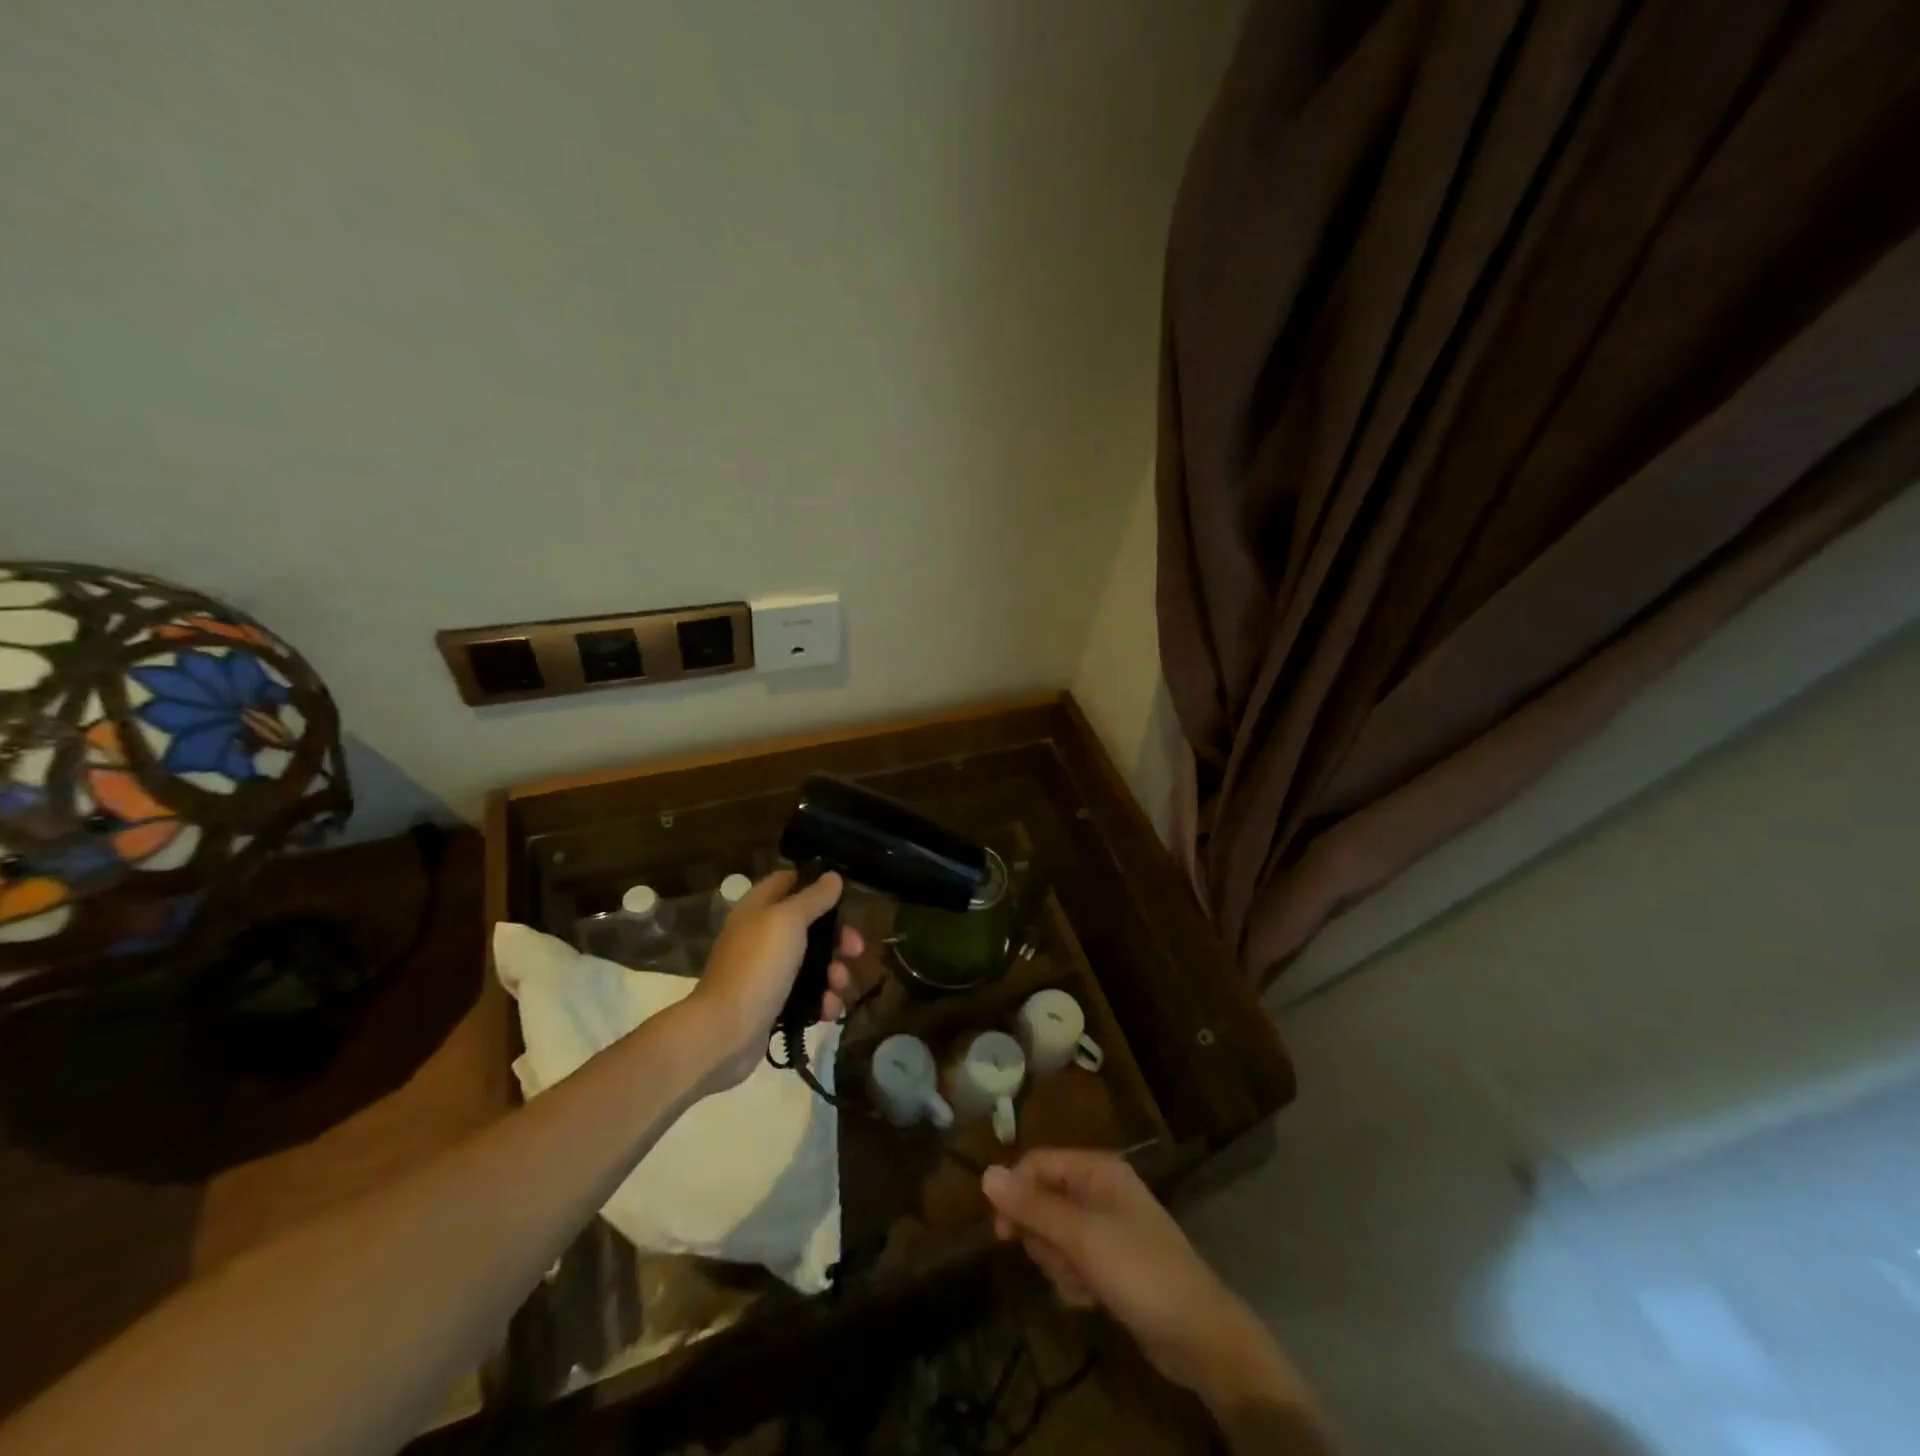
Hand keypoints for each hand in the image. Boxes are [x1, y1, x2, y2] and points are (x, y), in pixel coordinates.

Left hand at [684, 869, 859, 1092]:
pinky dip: (822, 1000)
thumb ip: (813, 898)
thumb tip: (833, 876)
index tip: (845, 895)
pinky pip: (807, 994)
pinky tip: (828, 1010)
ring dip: (834, 973)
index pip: (789, 881)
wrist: (725, 1032)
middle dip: (837, 938)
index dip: (816, 884)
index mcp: (759, 907)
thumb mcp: (788, 922)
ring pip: (813, 962)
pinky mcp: (773, 1003)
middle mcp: (762, 934)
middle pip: (810, 925)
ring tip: (839, 986)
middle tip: (856, 950)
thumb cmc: (758, 966)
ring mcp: (767, 971)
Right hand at [982, 1151, 1307, 1419]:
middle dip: (1044, 1237)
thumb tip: (985, 1173)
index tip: (1002, 1233)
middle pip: (1043, 1201)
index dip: (1015, 1192)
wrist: (1198, 1335)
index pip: (1037, 1164)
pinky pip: (1072, 1262)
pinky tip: (1092, 1299)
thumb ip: (1032, 1206)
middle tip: (1062, 1260)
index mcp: (1096, 1169)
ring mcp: (1106, 1227)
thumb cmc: (1139, 1270)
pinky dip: (1074, 1282)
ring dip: (1059, 1264)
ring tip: (1083, 1283)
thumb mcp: (1081, 1237)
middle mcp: (1099, 1190)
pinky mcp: (1110, 1263)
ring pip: (1054, 1236)